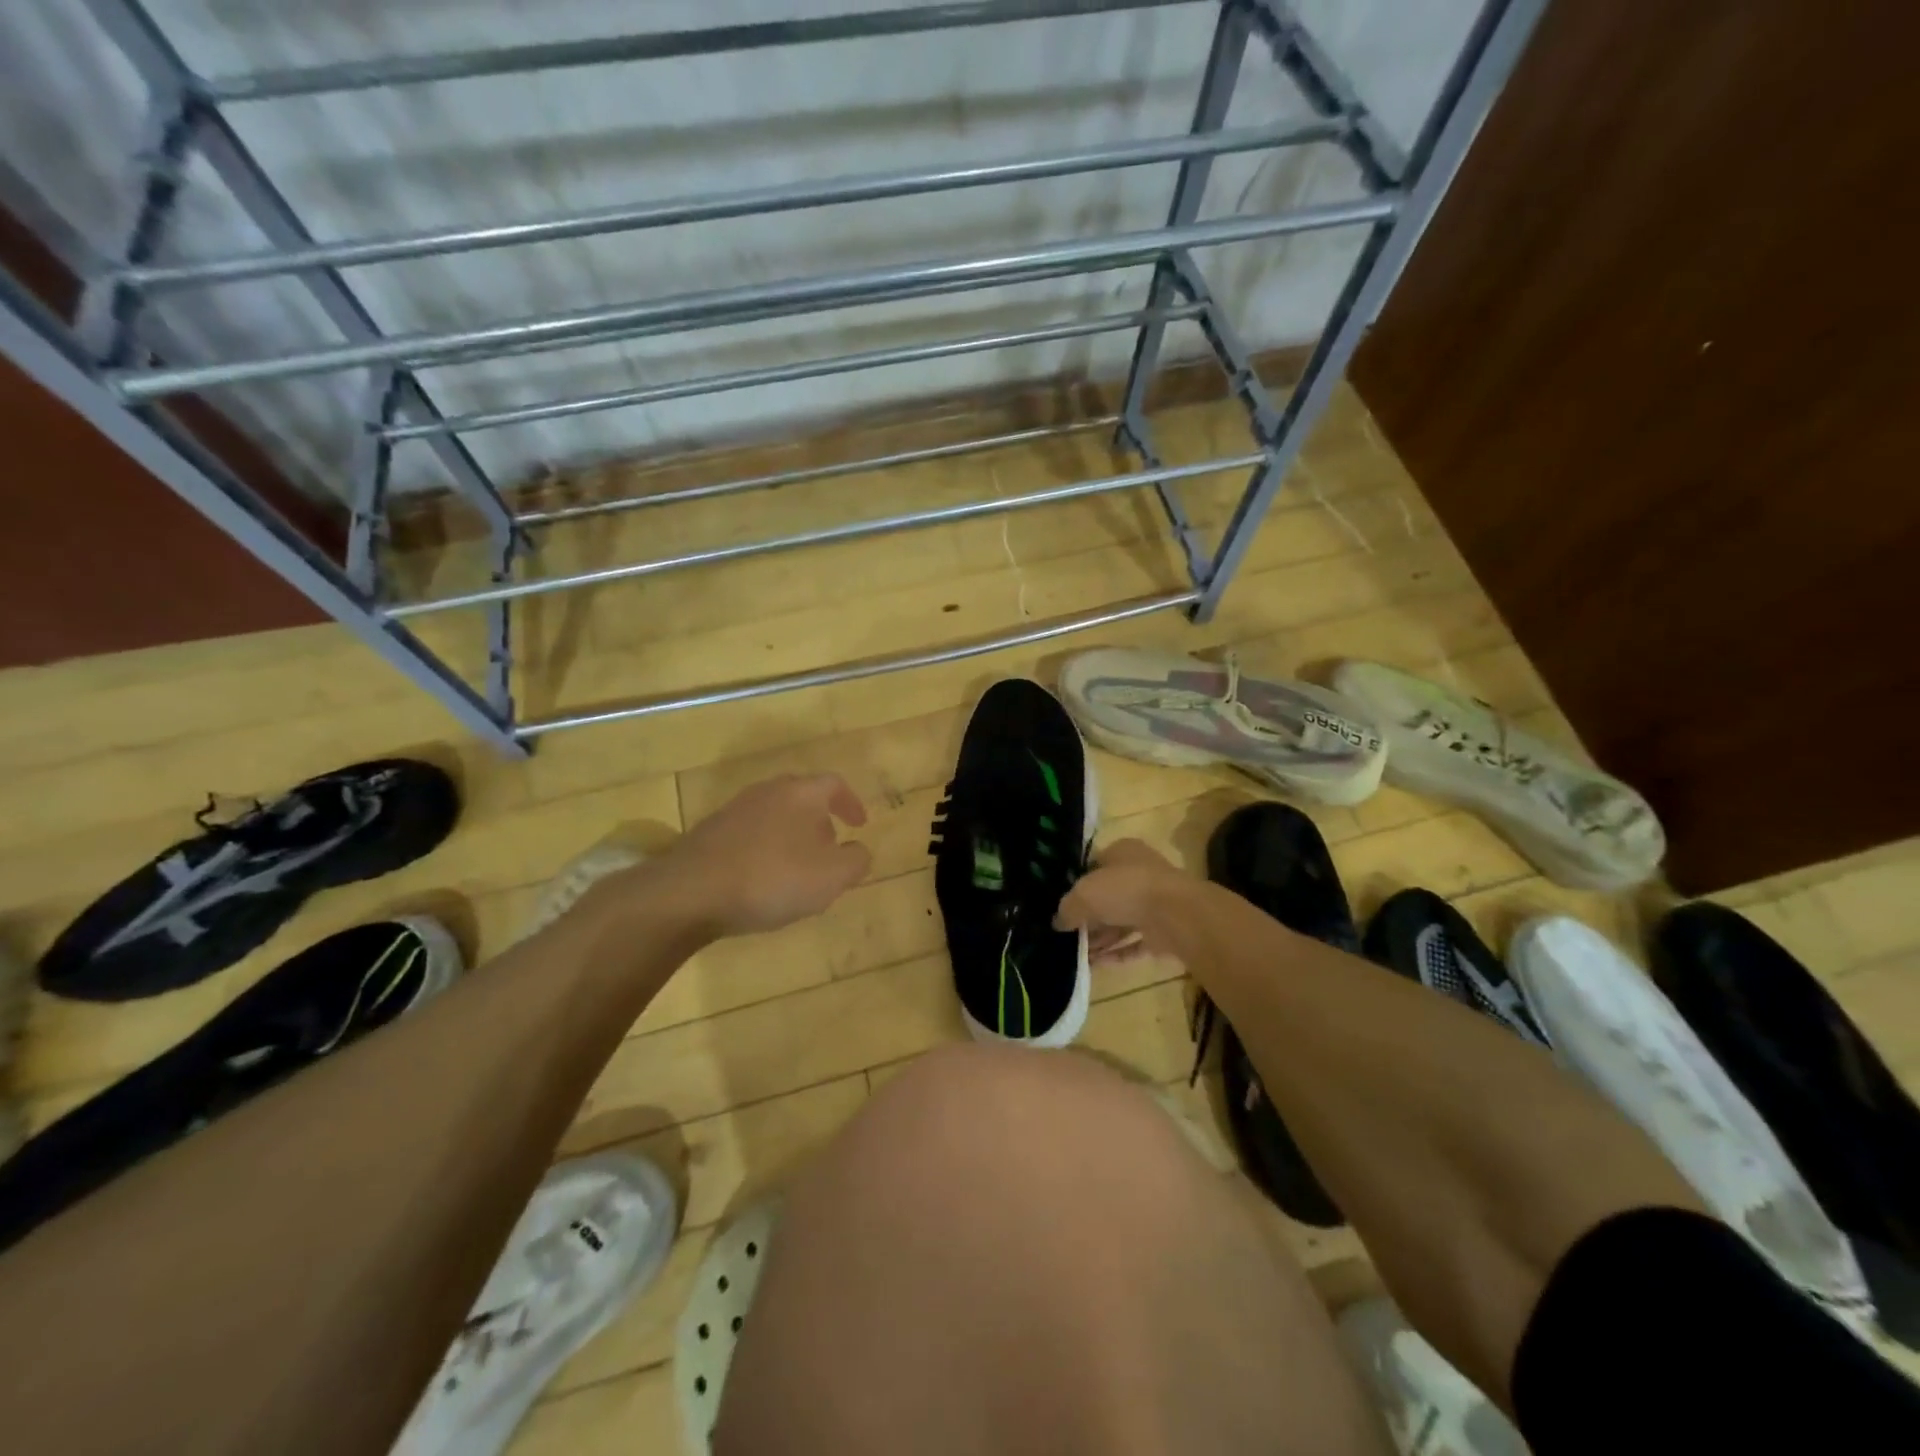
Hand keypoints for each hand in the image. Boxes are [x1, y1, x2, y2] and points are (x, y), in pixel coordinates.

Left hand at [662, 773, 872, 937]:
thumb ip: (856, 861)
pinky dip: (765, 850)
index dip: (851, 803)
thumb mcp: (831, 877)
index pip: (834, 784)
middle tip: (830, 849)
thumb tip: (859, 851)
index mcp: (801, 793)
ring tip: (797, 870)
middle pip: (802, 797)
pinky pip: (750, 834)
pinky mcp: (710, 832)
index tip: (860, 825)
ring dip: (791, 837)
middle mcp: (768, 791)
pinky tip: (762, 880)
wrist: (690, 892)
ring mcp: (735, 810)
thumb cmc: (772, 878)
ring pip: (775, 815)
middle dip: (820, 821)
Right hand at [1054, 839, 1192, 964]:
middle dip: (1088, 917)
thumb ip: (1067, 908)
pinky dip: (1118, 952)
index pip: (1094, 865)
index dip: (1076, 883)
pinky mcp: (1164, 930)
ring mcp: (1155, 902)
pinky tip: (1097, 964)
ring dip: (1101, 938)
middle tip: (1066, 934)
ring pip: (1121, 920)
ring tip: (1077, 955)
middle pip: (1107, 895)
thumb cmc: (1125, 890)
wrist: (1176, 914)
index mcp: (1122, 852)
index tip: (1061, 904)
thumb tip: (1058, 922)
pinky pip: (1135, 942)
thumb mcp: (1084, 894)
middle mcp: (1140, 873)